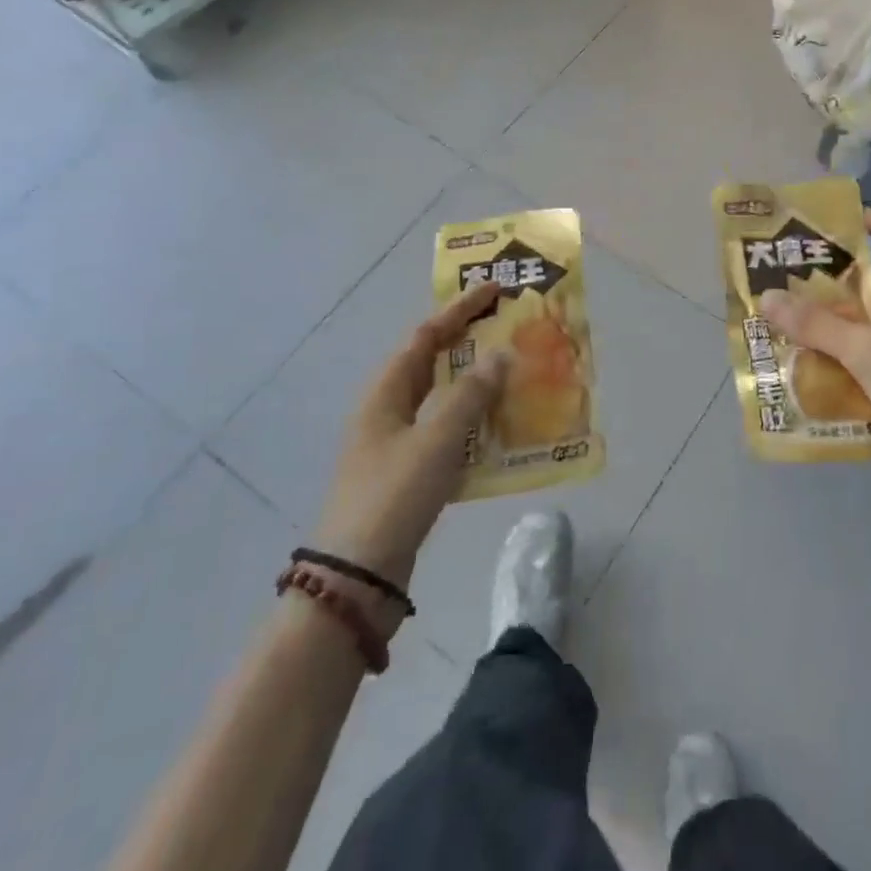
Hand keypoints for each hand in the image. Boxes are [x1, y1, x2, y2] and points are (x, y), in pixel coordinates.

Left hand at [310, 283, 510, 620]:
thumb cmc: (394, 496)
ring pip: (441, 399)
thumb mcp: (437, 439)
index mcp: (386, 393)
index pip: (425, 336)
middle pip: (432, 363)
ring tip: (514, 371)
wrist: (356, 579)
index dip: (459, 310)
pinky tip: (501, 428)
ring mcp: (396, 445)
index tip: (494, 290)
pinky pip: (447, 432)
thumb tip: (500, 356)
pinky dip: (473, 421)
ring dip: (475, 383)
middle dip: (469, 342)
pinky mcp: (408, 474)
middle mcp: (387, 412)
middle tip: (508, 327)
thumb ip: (471, 394)